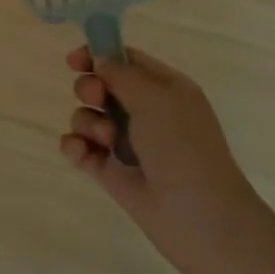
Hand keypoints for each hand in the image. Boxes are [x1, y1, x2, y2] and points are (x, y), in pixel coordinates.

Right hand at [60, 46, 261, 273]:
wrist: (199, 218)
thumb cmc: (182, 147)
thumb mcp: (156, 98)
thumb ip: (122, 73)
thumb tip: (99, 60)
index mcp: (165, 89)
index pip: (126, 60)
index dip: (99, 55)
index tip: (75, 60)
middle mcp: (145, 112)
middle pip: (101, 86)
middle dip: (90, 89)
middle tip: (97, 99)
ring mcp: (126, 143)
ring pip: (88, 117)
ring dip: (87, 122)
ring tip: (105, 140)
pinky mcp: (110, 172)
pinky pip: (81, 148)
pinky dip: (75, 147)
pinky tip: (81, 153)